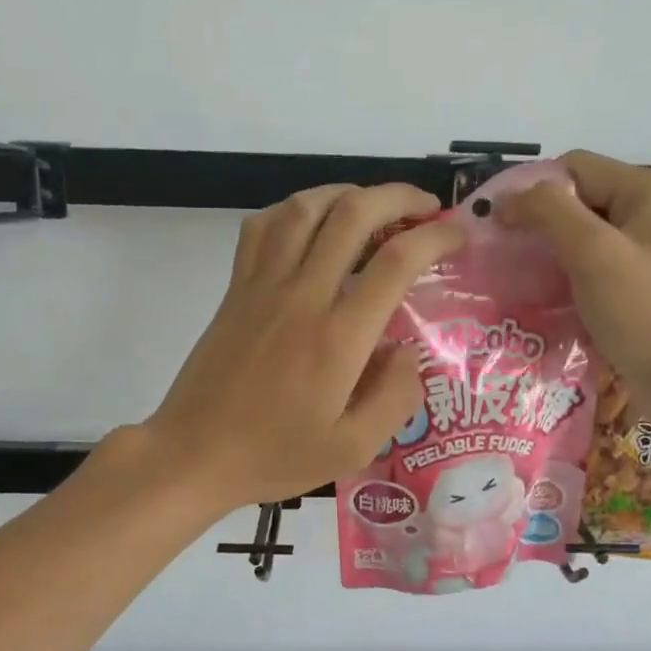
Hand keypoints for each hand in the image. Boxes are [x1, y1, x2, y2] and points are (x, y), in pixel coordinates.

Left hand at [143, 184, 466, 512]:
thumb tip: (408, 351)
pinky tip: (310, 224)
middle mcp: (302, 296)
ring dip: (347, 193)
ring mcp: (262, 286)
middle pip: (353, 214)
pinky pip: (262, 227)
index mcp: (339, 337)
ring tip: (372, 206)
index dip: (435, 237)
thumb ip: (395, 397)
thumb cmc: (275, 456)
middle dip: (398, 197)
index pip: (396, 262)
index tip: (456, 235)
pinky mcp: (235, 289)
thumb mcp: (353, 449)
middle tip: (425, 208)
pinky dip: (293, 210)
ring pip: (305, 208)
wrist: (194, 455)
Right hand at [498, 150, 650, 397]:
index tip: (497, 227)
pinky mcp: (642, 285)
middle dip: (539, 225)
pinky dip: (568, 277)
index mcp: (648, 191)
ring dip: (550, 255)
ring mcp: (649, 251)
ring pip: (584, 237)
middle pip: (579, 200)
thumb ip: (550, 212)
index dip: (531, 190)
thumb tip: (508, 197)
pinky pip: (595, 267)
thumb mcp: (594, 254)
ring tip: (517, 280)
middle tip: (502, 257)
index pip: (574, 168)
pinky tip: (546, 300)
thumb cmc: (645, 313)